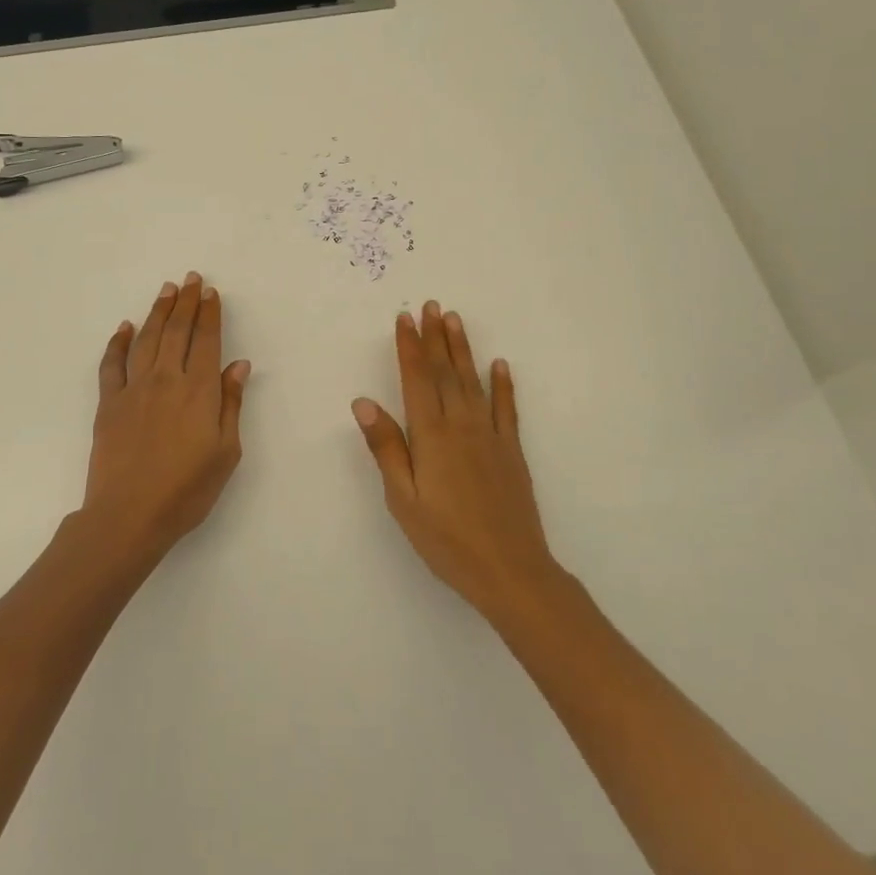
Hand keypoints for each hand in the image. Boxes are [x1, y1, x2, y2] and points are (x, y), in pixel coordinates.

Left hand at [81, 272, 250, 562]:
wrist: (129, 515)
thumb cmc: (187, 490)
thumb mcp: (225, 452)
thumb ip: (231, 405)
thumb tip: (238, 365)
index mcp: (199, 391)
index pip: (207, 341)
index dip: (210, 314)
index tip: (211, 293)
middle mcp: (166, 380)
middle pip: (177, 332)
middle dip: (186, 303)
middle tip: (191, 279)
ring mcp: (134, 389)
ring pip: (147, 339)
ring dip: (158, 312)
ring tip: (167, 291)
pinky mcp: (108, 404)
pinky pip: (112, 364)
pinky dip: (118, 343)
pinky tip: (124, 327)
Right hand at [353, 301, 561, 617]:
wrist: (509, 569)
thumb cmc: (446, 539)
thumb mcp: (403, 499)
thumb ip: (386, 447)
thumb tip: (364, 402)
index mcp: (431, 436)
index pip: (417, 380)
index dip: (410, 347)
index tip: (405, 318)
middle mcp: (461, 425)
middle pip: (446, 372)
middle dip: (435, 337)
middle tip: (432, 305)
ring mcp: (490, 436)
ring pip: (473, 382)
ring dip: (463, 349)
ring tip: (455, 320)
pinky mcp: (511, 451)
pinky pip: (506, 409)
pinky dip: (502, 385)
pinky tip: (500, 365)